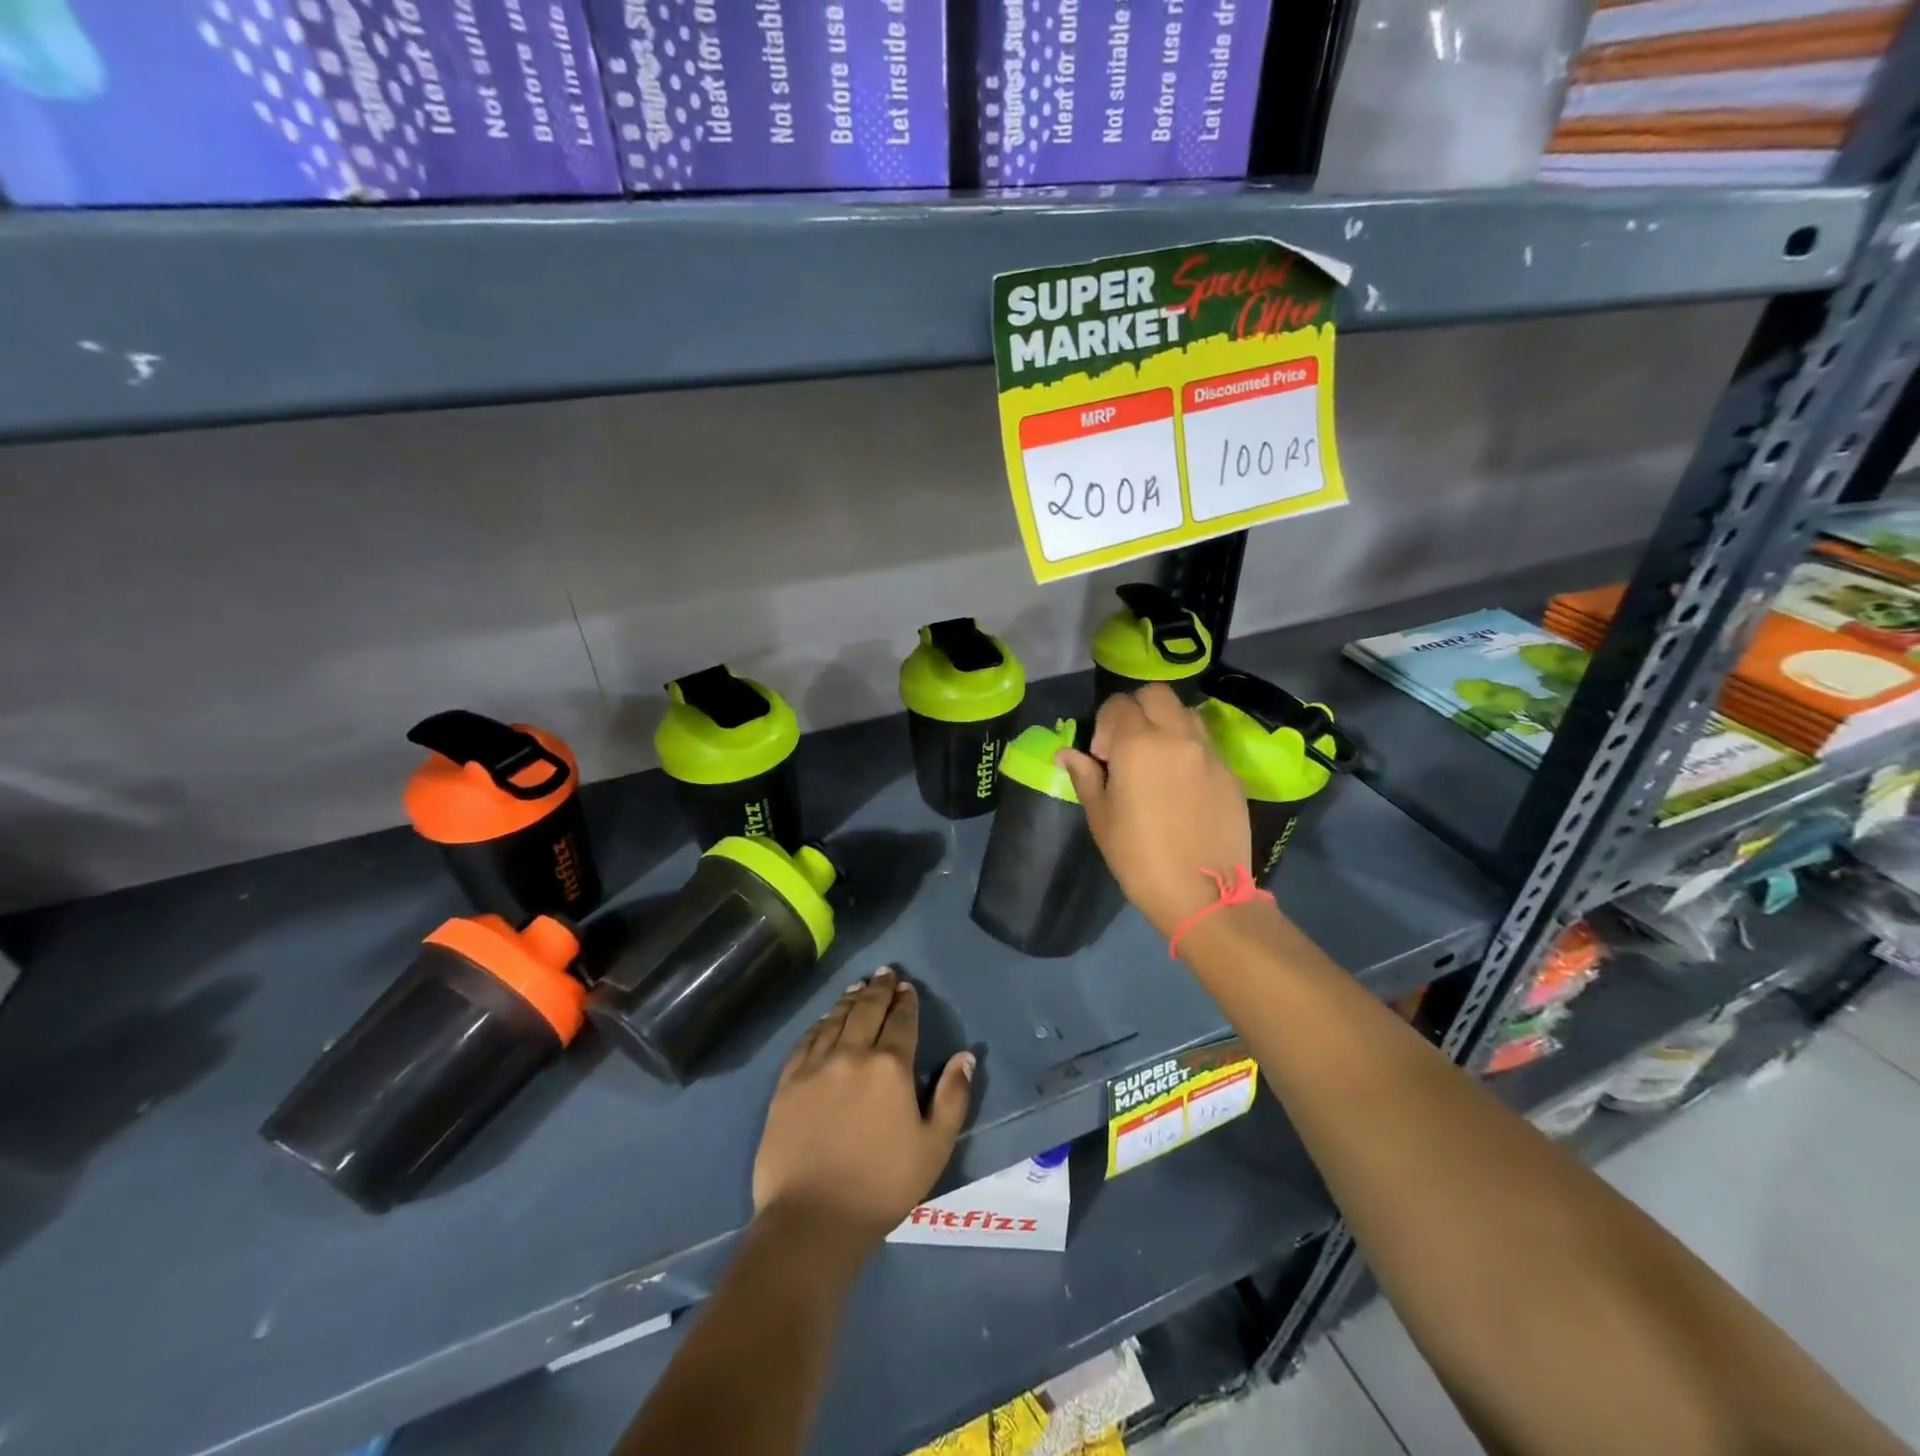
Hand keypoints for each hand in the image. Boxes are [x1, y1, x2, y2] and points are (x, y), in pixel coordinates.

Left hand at [752, 968, 974, 1247]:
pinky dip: (819, 1024)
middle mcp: (852, 1054)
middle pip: (867, 1011)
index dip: (906, 1002)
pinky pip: (806, 1041)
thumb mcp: (934, 1147)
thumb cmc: (882, 1185)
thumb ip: (953, 1097)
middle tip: (884, 973)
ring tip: (858, 987)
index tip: (907, 988)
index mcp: (891, 1067)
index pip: (901, 1022)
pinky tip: (824, 1019)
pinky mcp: (788, 1083)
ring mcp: (816, 1066)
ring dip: (850, 1000)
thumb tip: (965, 1056)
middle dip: (878, 990)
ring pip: (835, 1020)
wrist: (813, 1218)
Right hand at [1057, 683, 1253, 937]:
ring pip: (1186, 713)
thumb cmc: (1139, 857)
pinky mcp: (1231, 773)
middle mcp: (1177, 737)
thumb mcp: (1101, 818)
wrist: (1203, 894)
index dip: (1103, 725)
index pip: (1119, 704)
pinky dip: (1189, 749)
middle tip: (1128, 746)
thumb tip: (1067, 753)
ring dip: (1166, 724)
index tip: (1101, 758)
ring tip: (1157, 761)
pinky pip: (1206, 744)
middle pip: (1156, 694)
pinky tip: (1181, 785)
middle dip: (1136, 710)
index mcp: (1138, 745)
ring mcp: (1209, 753)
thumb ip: (1085, 776)